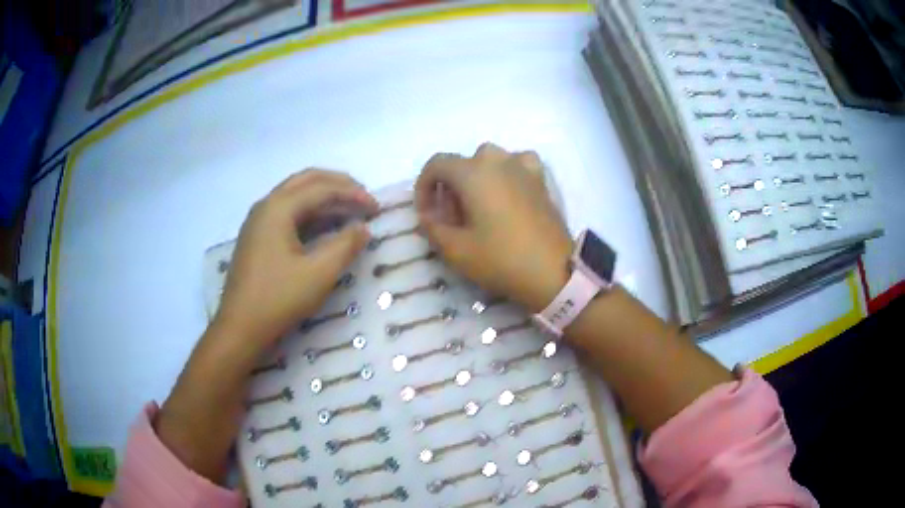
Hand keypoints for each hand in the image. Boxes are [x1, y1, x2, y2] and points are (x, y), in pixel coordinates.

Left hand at [214, 169, 377, 353]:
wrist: (240, 328)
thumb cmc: (278, 298)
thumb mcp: (319, 273)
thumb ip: (345, 245)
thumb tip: (363, 228)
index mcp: (278, 207)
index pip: (322, 188)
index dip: (353, 194)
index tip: (377, 209)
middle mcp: (266, 206)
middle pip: (307, 181)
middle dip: (338, 186)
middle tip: (364, 198)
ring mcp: (259, 221)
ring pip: (296, 196)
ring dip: (325, 199)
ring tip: (350, 211)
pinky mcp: (258, 238)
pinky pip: (288, 213)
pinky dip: (311, 214)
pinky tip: (326, 228)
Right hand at [416, 143, 572, 310]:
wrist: (553, 272)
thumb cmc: (501, 259)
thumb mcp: (455, 250)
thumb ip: (432, 227)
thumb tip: (427, 216)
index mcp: (473, 172)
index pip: (436, 164)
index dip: (423, 187)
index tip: (426, 214)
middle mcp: (497, 160)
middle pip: (462, 164)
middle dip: (450, 188)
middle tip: (452, 220)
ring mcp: (523, 167)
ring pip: (489, 162)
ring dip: (475, 180)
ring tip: (478, 208)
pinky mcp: (540, 180)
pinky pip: (516, 165)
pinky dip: (505, 175)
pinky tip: (507, 194)